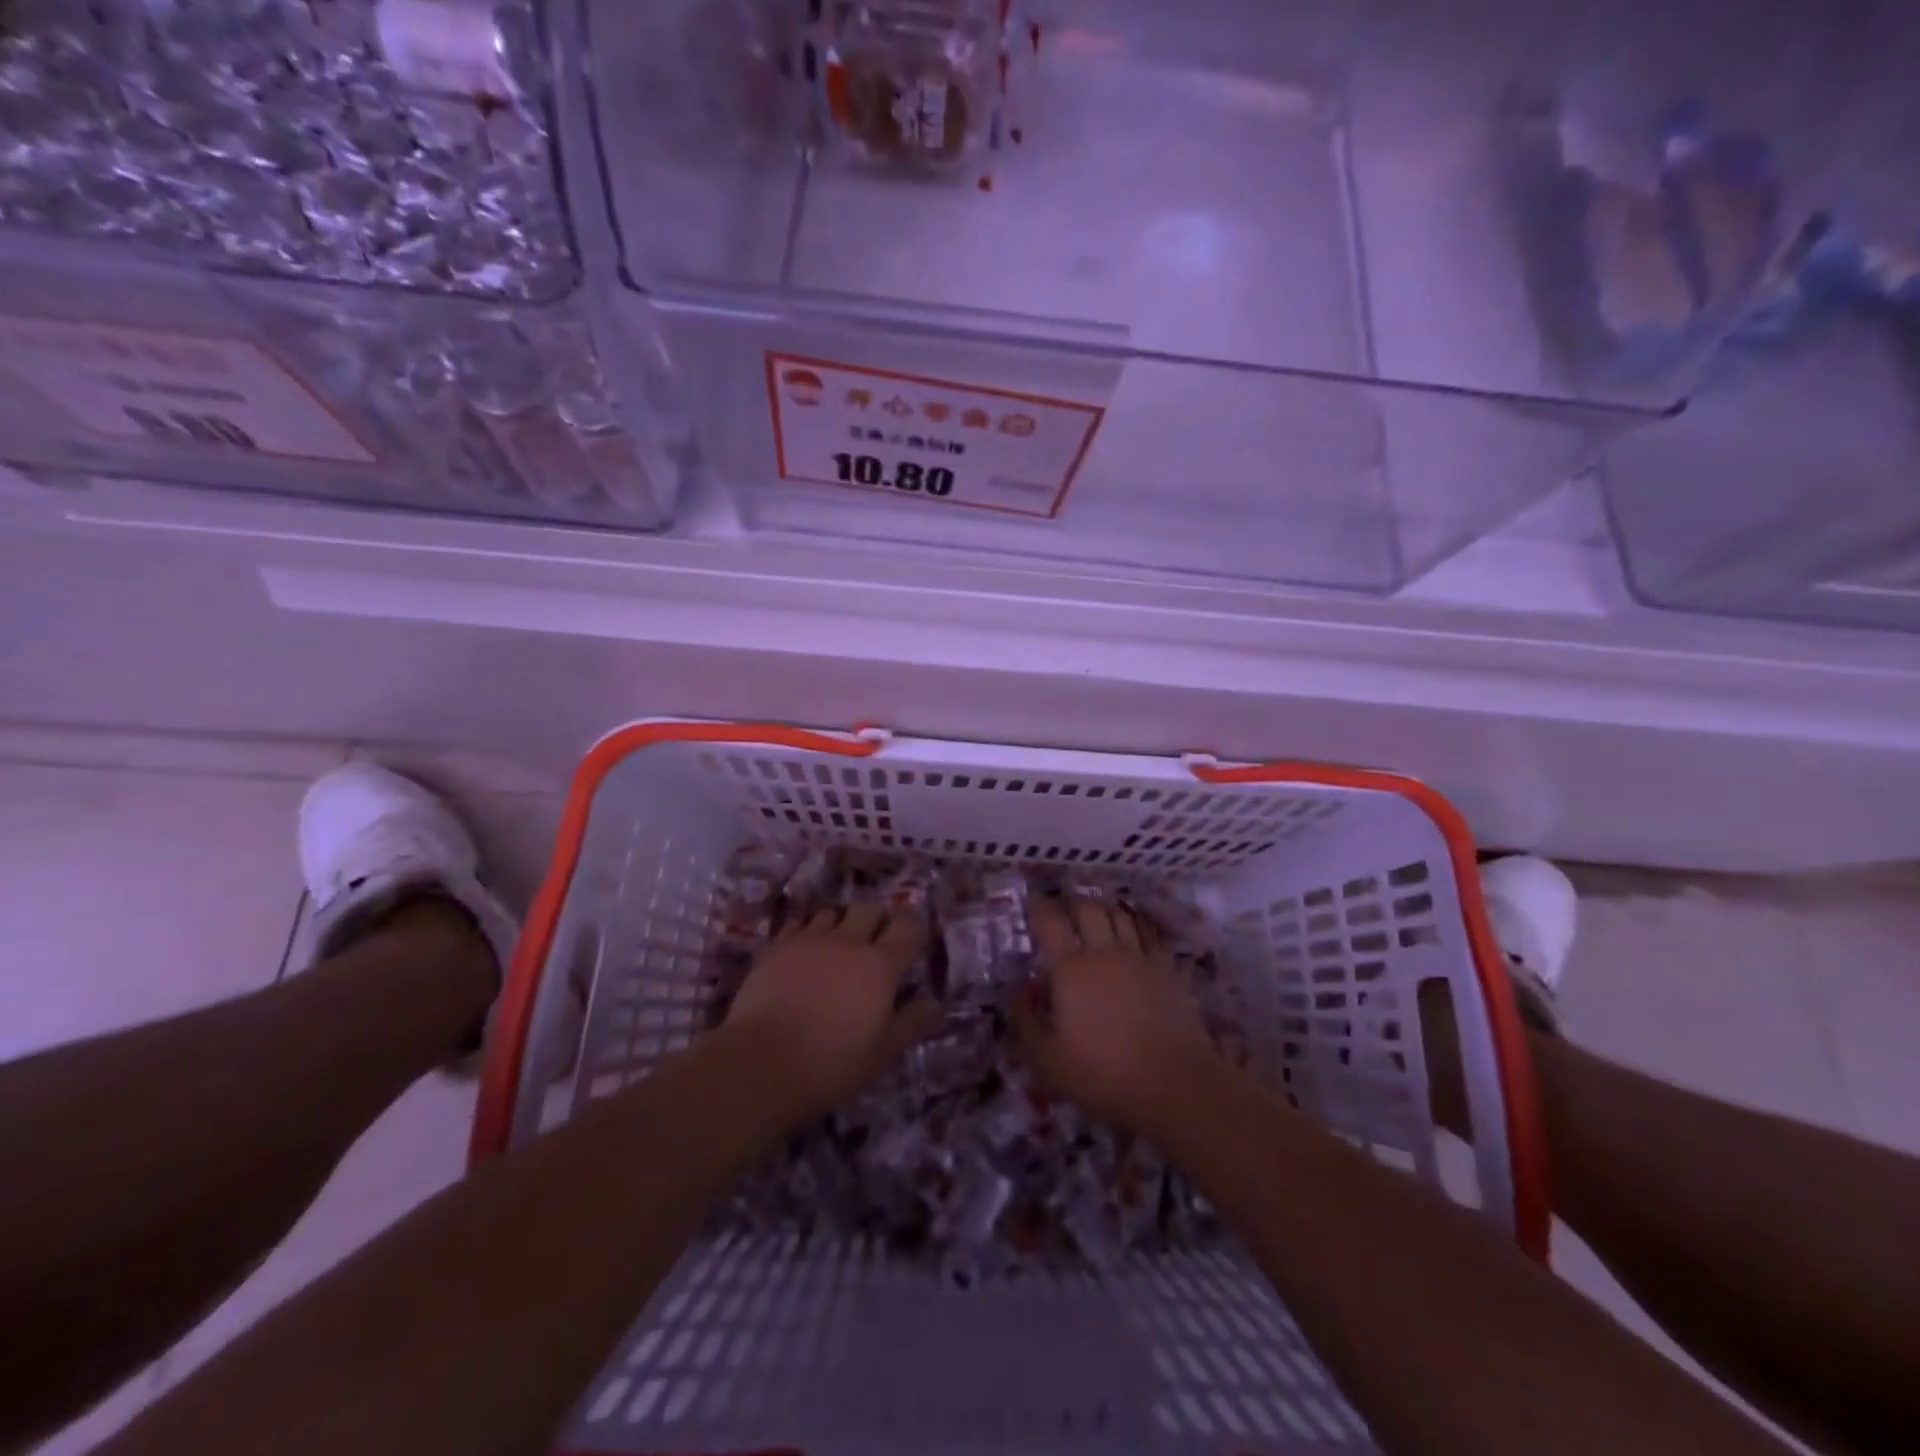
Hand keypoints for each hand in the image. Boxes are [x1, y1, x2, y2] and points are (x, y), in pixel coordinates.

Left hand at [723, 902, 936, 1123]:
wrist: (760, 1063)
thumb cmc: (830, 1063)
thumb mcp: (881, 1053)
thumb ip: (910, 1023)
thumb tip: (935, 1004)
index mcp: (880, 965)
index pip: (906, 927)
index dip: (912, 927)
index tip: (911, 937)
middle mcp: (847, 941)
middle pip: (868, 909)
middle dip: (875, 919)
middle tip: (874, 941)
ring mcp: (808, 940)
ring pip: (831, 913)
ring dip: (839, 923)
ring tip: (836, 944)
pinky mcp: (776, 947)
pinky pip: (797, 924)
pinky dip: (806, 931)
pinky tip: (803, 949)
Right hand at [1011, 892, 1219, 1133]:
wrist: (1174, 1085)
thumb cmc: (1104, 1074)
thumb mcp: (1048, 1061)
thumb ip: (1026, 1023)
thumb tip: (1017, 994)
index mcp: (1071, 969)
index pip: (1051, 922)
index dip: (1039, 907)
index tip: (1033, 902)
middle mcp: (1104, 952)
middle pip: (1088, 909)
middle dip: (1072, 903)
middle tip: (1064, 909)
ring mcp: (1140, 958)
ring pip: (1120, 915)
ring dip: (1104, 908)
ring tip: (1096, 913)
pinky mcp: (1167, 969)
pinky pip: (1148, 934)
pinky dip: (1135, 926)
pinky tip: (1132, 934)